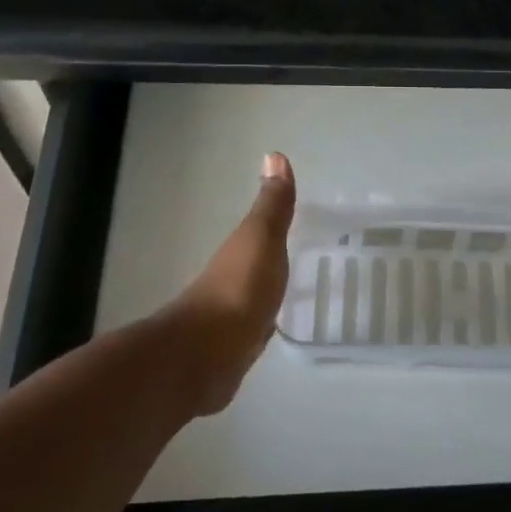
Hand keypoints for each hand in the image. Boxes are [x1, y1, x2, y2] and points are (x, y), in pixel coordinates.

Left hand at [170, 153, 296, 413]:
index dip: (275, 225)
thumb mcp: (261, 239)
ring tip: (294, 291)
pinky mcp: (233, 349)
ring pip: (253, 295)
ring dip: (267, 291)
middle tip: (304, 256)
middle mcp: (230, 279)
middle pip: (254, 263)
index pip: (257, 232)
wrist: (206, 356)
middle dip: (272, 259)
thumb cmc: (239, 289)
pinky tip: (274, 329)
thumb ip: (272, 206)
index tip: (300, 221)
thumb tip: (274, 155)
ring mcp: (229, 316)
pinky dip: (263, 322)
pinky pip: (254, 328)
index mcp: (237, 251)